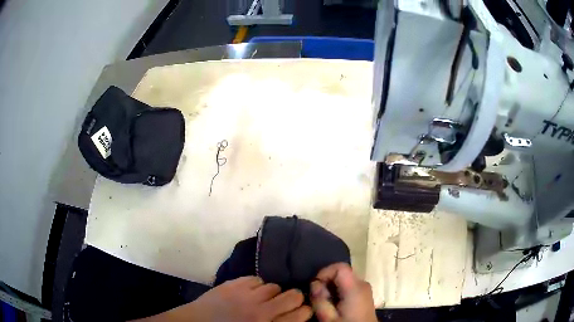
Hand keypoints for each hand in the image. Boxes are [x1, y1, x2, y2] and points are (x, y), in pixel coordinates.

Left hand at [136, 276, 311, 321]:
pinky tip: (249, 292)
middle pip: (293, 296)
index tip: (302, 310)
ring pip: (274, 286)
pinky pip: (255, 279)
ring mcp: (246, 296)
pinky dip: (256, 285)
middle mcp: (261, 311)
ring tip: (263, 298)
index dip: (306, 311)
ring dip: (272, 292)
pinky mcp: (233, 284)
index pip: (301, 315)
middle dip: (295, 298)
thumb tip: (293, 317)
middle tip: (286, 302)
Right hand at [310, 263, 376, 321]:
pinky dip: (338, 290)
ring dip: (331, 287)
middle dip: (327, 281)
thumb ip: (319, 299)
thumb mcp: (327, 318)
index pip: (339, 267)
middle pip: (342, 272)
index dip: (324, 272)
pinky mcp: (364, 294)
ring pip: (344, 278)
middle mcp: (362, 284)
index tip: (315, 287)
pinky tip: (334, 304)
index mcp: (355, 288)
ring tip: (325, 302)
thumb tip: (314, 284)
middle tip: (318, 297)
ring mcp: (365, 289)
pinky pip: (349, 285)